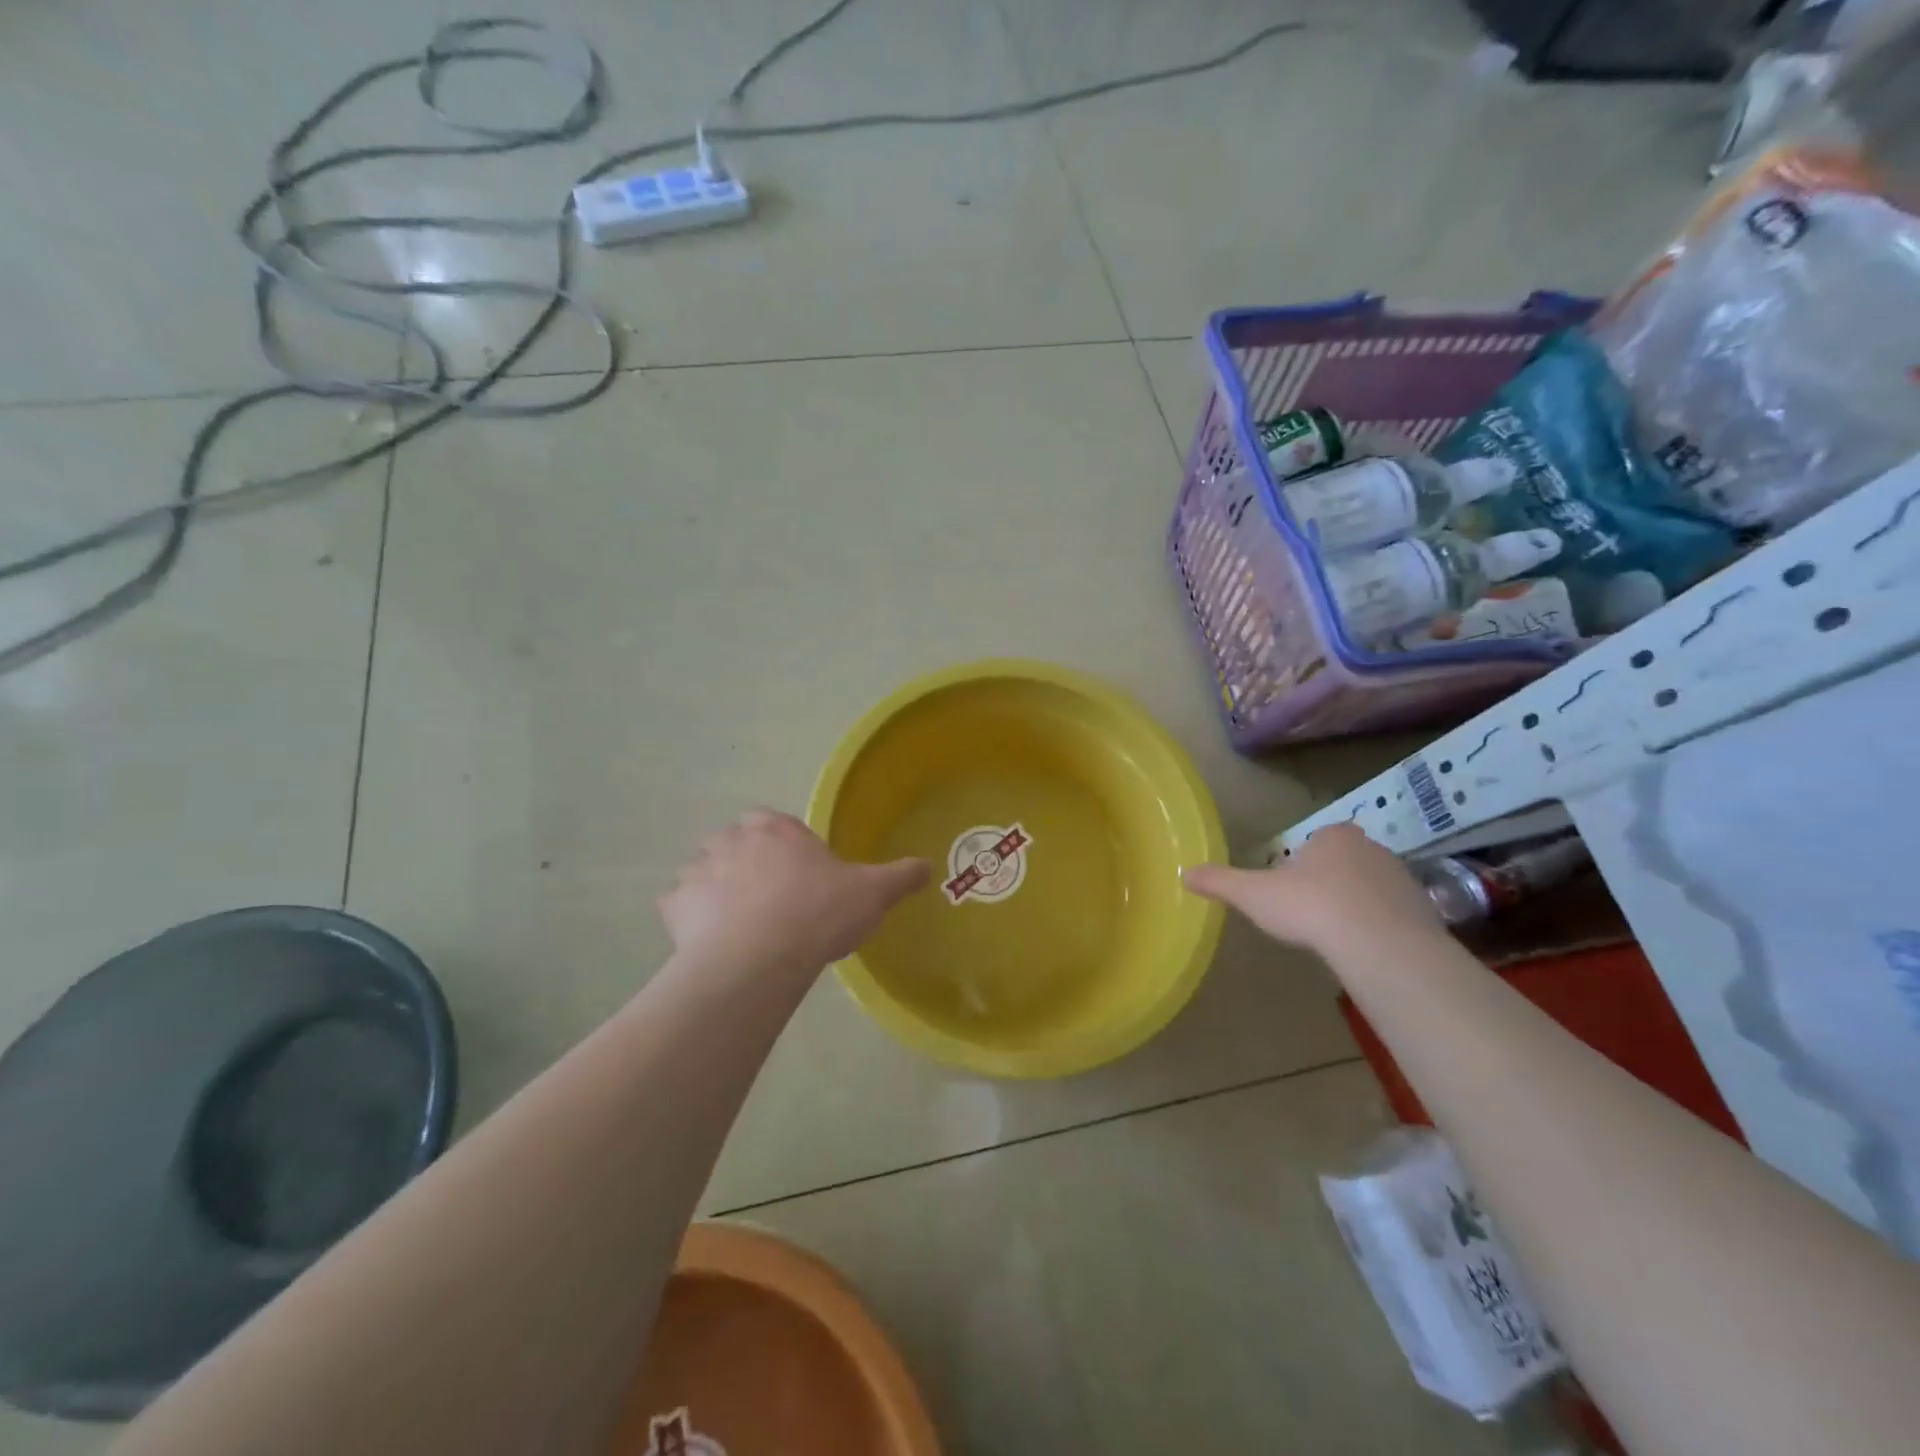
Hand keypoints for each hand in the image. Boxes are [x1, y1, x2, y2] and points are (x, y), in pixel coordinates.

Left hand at [659, 810, 929, 974]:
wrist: (759, 960)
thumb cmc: (818, 914)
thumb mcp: (872, 893)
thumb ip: (899, 876)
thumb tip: (927, 866)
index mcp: (775, 828)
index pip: (774, 823)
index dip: (784, 847)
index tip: (798, 875)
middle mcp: (731, 839)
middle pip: (734, 843)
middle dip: (745, 863)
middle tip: (769, 899)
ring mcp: (698, 871)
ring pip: (702, 871)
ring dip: (714, 888)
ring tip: (737, 923)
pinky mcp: (674, 907)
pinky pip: (679, 906)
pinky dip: (690, 918)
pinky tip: (709, 941)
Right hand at [1183, 824, 1441, 955]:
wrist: (1379, 944)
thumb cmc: (1311, 907)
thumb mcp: (1254, 895)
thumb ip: (1221, 882)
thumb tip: (1184, 873)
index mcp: (1333, 836)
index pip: (1316, 841)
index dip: (1302, 864)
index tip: (1291, 889)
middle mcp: (1372, 848)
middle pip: (1345, 862)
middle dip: (1330, 882)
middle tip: (1311, 913)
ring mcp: (1403, 878)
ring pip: (1372, 888)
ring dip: (1357, 905)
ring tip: (1337, 935)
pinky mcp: (1425, 911)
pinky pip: (1395, 915)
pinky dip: (1380, 927)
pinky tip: (1364, 949)